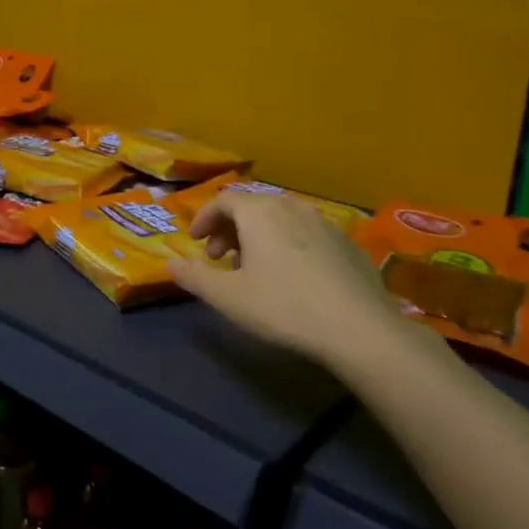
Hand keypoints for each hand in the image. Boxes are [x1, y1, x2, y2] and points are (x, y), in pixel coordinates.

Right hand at [169, 191, 425, 366]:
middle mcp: (291, 206)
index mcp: (260, 212)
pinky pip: (307, 232)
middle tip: (221, 259)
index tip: (196, 243)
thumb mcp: (229, 298)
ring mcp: (324, 222)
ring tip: (255, 267)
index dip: (205, 219)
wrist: (358, 327)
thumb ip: (195, 277)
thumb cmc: (283, 307)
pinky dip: (289, 243)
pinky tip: (293, 276)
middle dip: (230, 228)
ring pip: (281, 218)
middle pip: (253, 205)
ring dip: (259, 235)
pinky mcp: (347, 242)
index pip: (224, 200)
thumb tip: (170, 263)